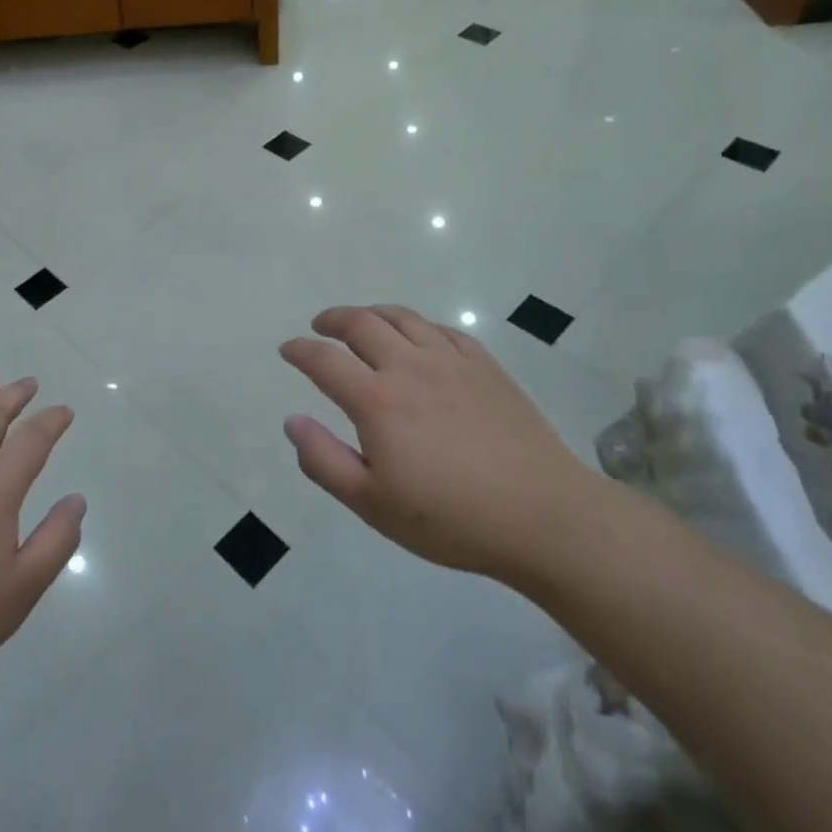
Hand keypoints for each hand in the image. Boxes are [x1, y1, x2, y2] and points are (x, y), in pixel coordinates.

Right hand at [279, 305, 601, 579]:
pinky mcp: (486, 367)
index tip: (287, 349)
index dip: (300, 351)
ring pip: (404, 318)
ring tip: (362, 321)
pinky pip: (444, 330)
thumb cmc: (450, 518)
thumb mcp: (372, 503)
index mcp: (376, 400)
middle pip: (362, 324)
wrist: (543, 517)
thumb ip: (323, 460)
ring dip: (373, 313)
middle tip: (320, 326)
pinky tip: (419, 337)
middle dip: (333, 320)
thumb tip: (292, 421)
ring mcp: (452, 362)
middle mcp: (410, 367)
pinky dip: (419, 326)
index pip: (324, 360)